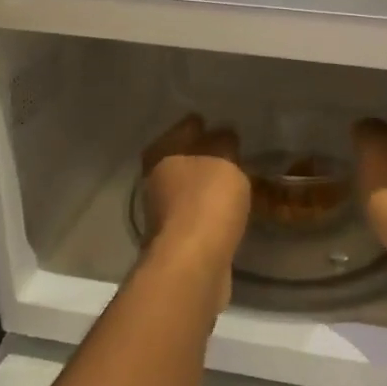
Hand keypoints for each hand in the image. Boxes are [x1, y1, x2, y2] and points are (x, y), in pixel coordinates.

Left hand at [141, 115, 250, 275]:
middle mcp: (155, 183)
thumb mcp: (223, 161)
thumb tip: (223, 133)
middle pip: (178, 161)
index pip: (180, 130)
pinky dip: (209, 210)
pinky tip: (227, 210)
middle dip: (198, 155)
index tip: (212, 122)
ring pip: (187, 190)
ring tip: (231, 179)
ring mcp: (164, 215)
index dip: (196, 125)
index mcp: (161, 156)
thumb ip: (224, 144)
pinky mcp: (178, 241)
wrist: (193, 264)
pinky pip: (197, 216)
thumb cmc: (206, 202)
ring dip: (203, 185)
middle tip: (225, 149)